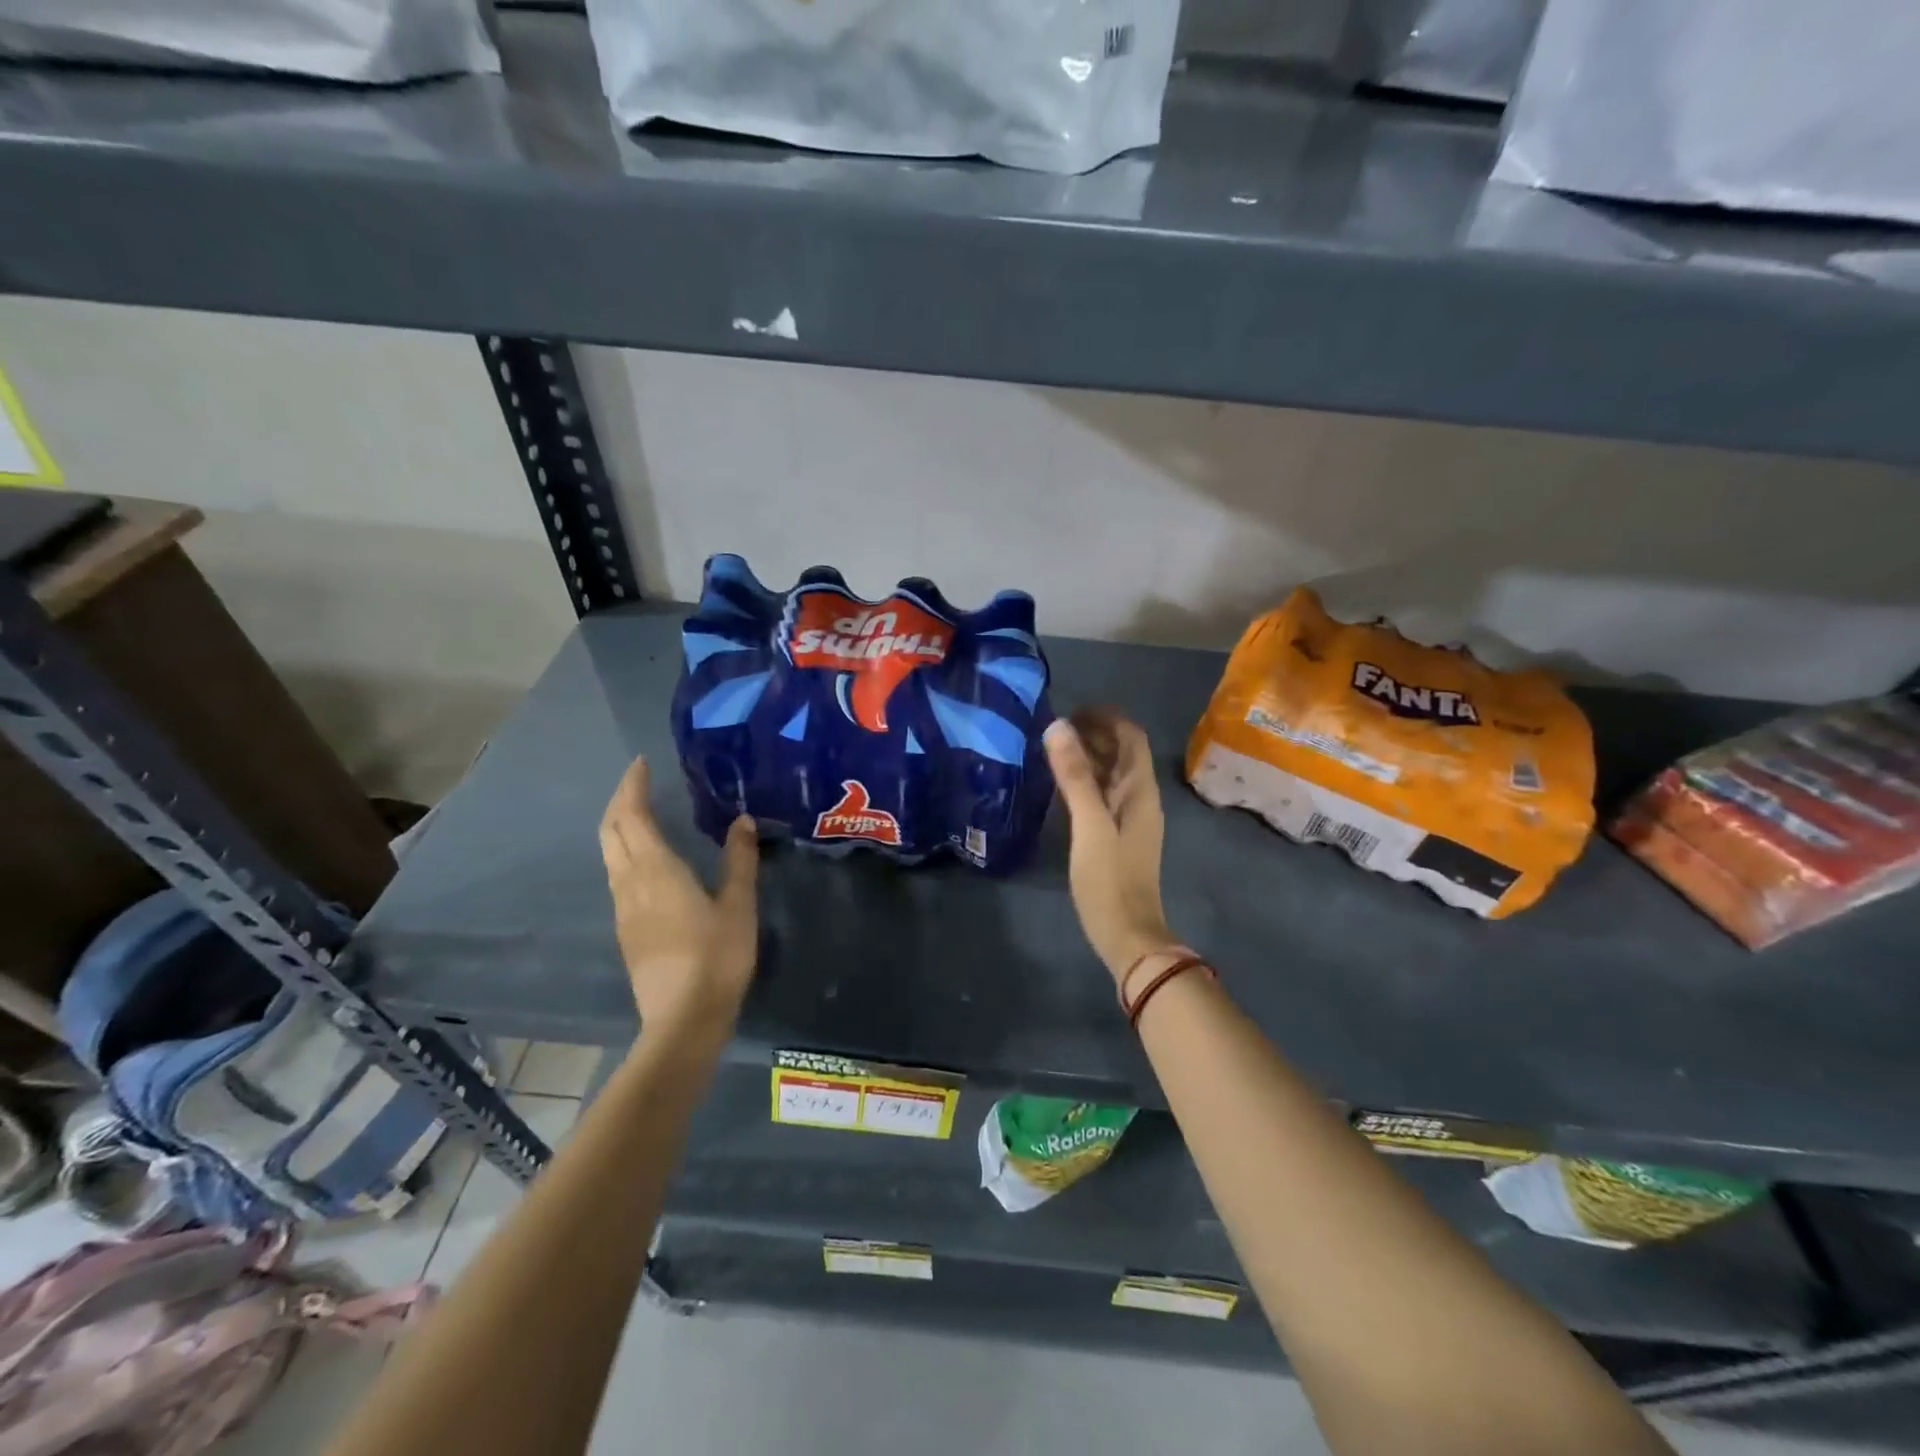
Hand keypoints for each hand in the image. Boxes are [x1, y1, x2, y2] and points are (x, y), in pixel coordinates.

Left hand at [599, 756, 758, 1040]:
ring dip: (620, 827)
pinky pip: (618, 875)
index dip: (633, 786)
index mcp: (655, 870)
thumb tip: (742, 820)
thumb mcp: (739, 905)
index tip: (641, 763)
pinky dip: (626, 851)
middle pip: (611, 832)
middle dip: (620, 801)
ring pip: (610, 854)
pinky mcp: (627, 930)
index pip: (632, 816)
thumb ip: (739, 860)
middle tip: (639, 782)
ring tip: (643, 813)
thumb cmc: (716, 957)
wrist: (683, 1019)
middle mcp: (630, 883)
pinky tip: (649, 859)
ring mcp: (623, 909)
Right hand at [1043, 710, 1180, 984]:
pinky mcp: (1118, 836)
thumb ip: (1074, 776)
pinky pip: (1104, 794)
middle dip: (1094, 733)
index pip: (1131, 736)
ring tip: (1052, 751)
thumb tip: (1058, 726)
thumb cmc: (1109, 879)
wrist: (1128, 935)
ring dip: (1089, 756)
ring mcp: (1131, 818)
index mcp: (1140, 790)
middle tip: (1054, 730)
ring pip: (1113, 774)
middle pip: (1123, 752)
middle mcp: (1140, 798)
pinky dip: (1086, 781)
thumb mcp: (1089, 824)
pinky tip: (1061, 787)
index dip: (1105, 717)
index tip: (1070, 711)